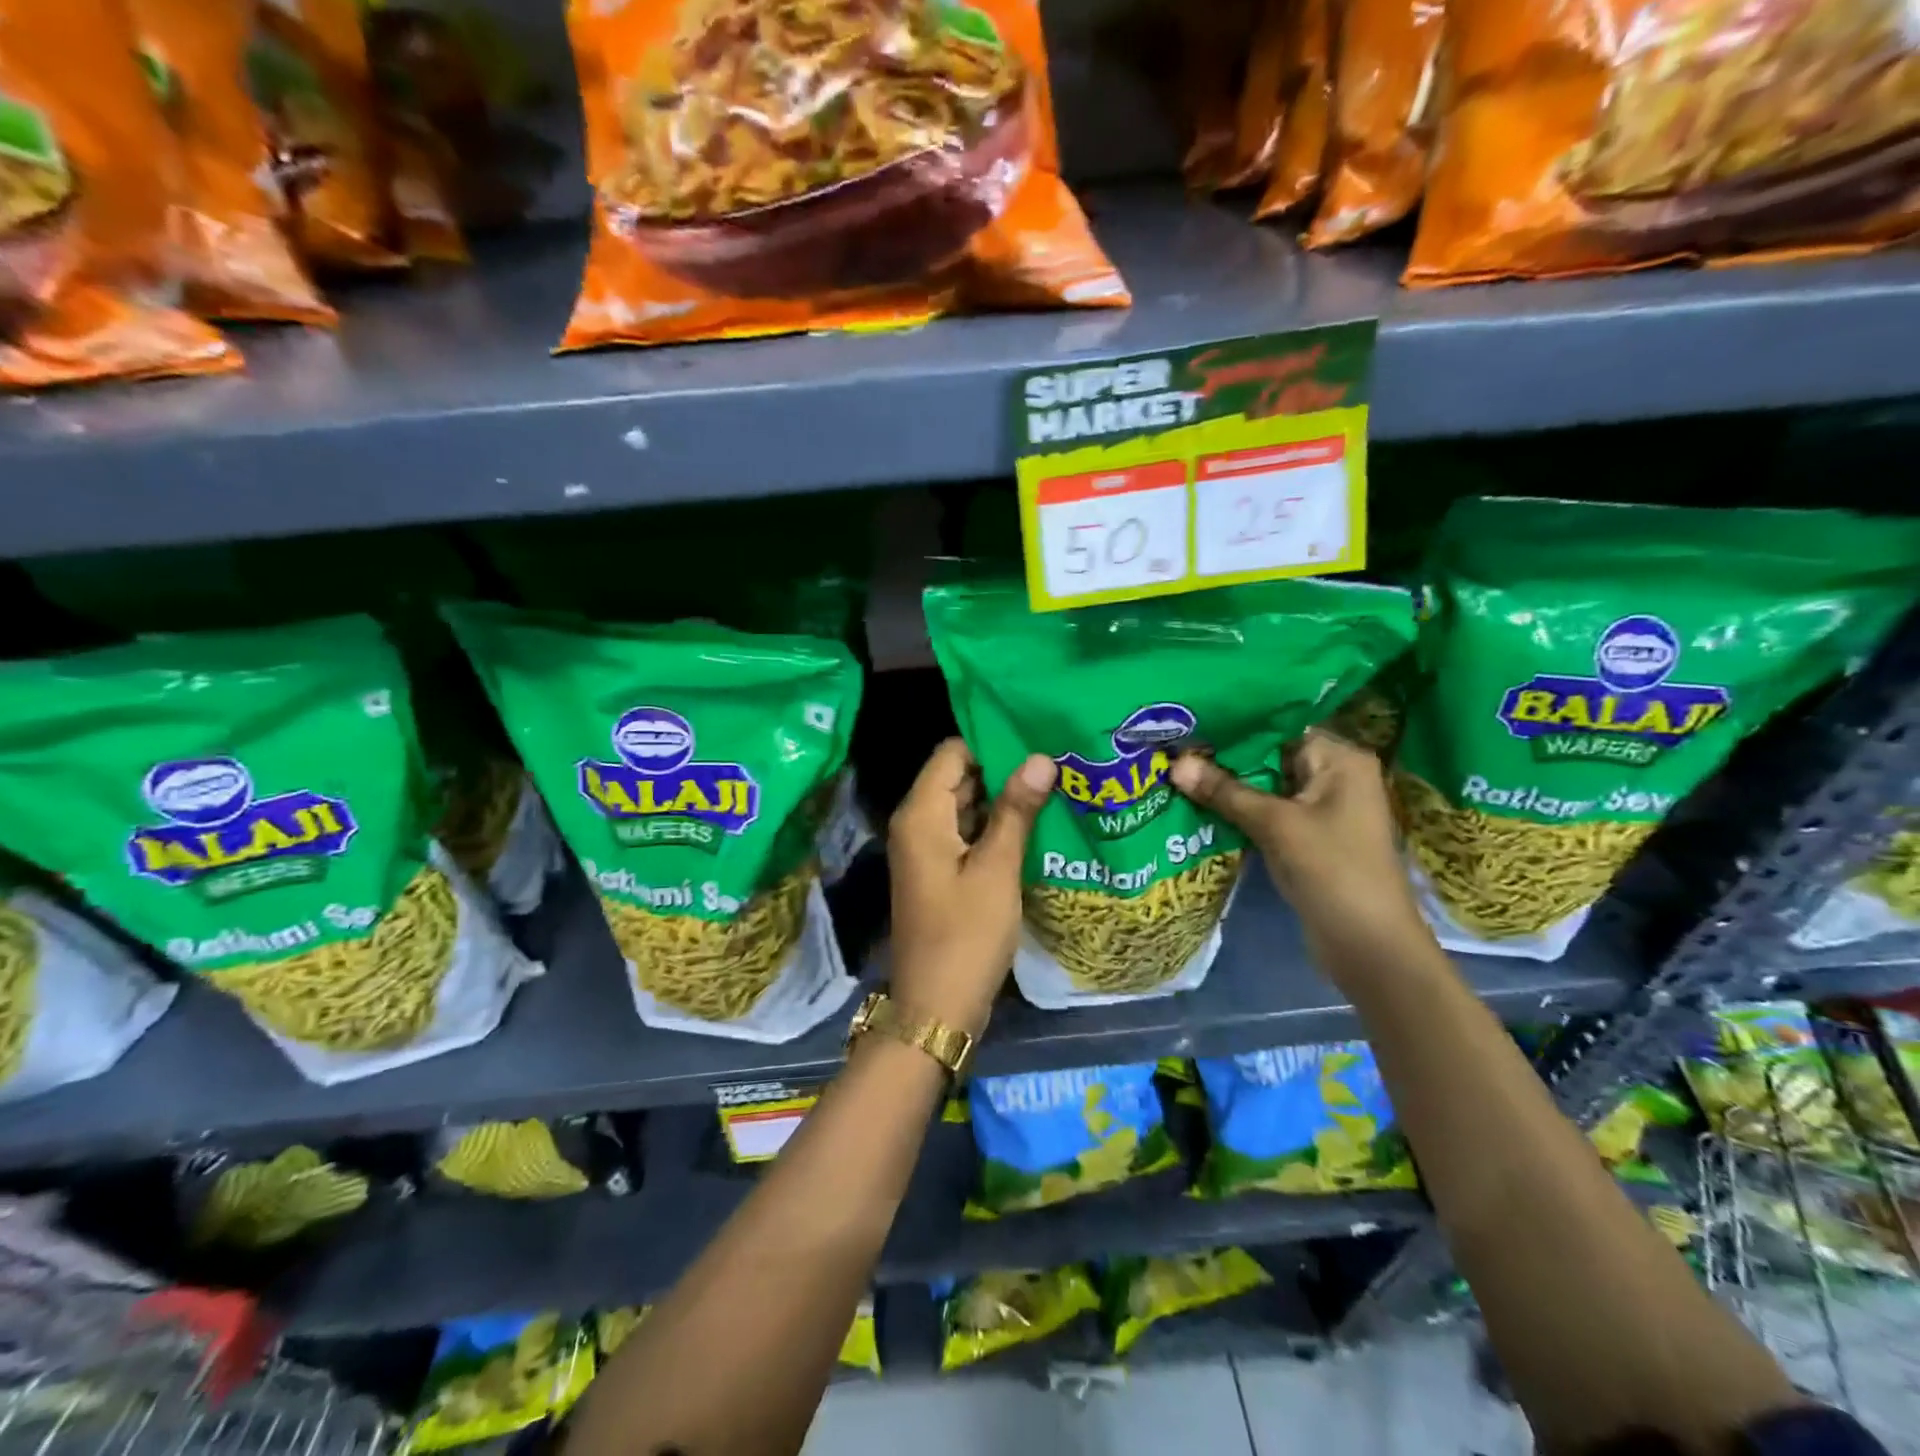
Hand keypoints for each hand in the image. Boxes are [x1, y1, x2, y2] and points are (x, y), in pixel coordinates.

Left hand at [887, 739, 1055, 1036]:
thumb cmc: (966, 935)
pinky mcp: (941, 873)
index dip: (991, 740)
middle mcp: (917, 824)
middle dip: (1004, 767)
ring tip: (1055, 783)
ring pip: (966, 806)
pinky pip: (968, 834)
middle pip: (958, 776)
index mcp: (921, 815)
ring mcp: (928, 850)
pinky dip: (996, 826)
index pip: (952, 752)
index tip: (1037, 734)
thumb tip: (1040, 757)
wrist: (937, 1007)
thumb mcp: (996, 869)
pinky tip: (1037, 823)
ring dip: (1003, 798)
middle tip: (1056, 757)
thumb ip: (1016, 811)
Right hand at [1168, 730, 1429, 966]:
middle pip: (1270, 754)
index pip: (1279, 724)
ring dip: (1228, 784)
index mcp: (1340, 758)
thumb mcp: (1275, 825)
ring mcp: (1323, 808)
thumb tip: (1175, 763)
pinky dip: (1239, 809)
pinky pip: (1269, 811)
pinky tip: (1199, 804)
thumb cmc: (1332, 871)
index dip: (1233, 724)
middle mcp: (1335, 775)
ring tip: (1176, 770)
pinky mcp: (1309, 836)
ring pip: (1266, 785)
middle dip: (1224, 756)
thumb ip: (1224, 791)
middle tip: (1173, 747)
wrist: (1369, 946)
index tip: (1187, 722)